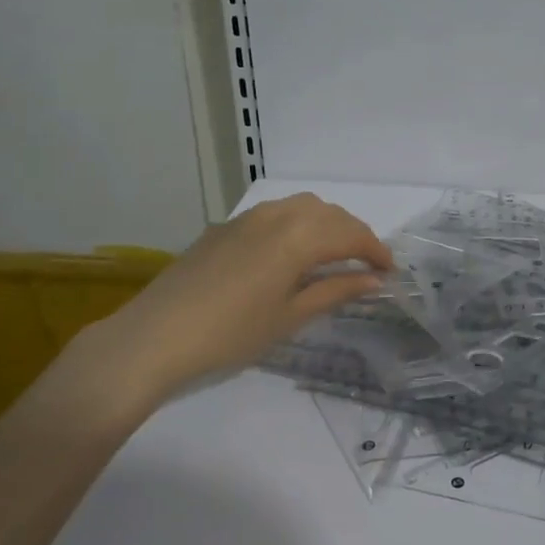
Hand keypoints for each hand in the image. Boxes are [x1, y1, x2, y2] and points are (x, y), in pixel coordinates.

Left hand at [68, 193, 392, 411]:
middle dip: (353, 234)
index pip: (351, 235)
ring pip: (302, 206)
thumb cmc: (231, 334)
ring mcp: (248, 217)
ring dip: (325, 224)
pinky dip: (297, 224)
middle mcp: (278, 215)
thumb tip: (374, 280)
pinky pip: (275, 213)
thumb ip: (336, 291)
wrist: (154, 337)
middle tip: (366, 264)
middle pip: (330, 214)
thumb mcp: (290, 317)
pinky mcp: (225, 227)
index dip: (375, 251)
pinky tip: (290, 252)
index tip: (389, 271)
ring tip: (332, 254)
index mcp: (299, 237)